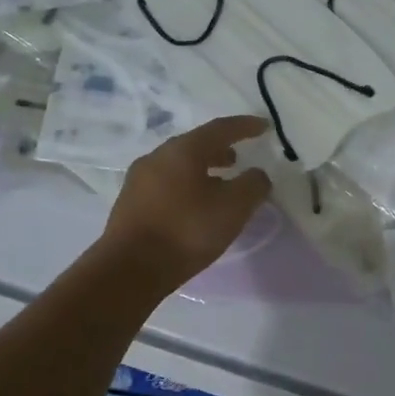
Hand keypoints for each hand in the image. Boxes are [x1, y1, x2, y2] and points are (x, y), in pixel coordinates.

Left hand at [100, 116, 272, 289]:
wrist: (130, 269)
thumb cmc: (186, 232)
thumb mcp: (233, 208)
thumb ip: (252, 185)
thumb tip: (257, 174)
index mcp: (182, 150)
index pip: (220, 129)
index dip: (245, 126)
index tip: (265, 127)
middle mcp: (157, 157)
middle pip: (194, 145)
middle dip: (219, 150)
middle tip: (238, 159)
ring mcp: (139, 180)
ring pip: (178, 166)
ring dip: (202, 170)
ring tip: (219, 184)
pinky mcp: (130, 203)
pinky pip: (166, 184)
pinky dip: (186, 186)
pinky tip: (194, 206)